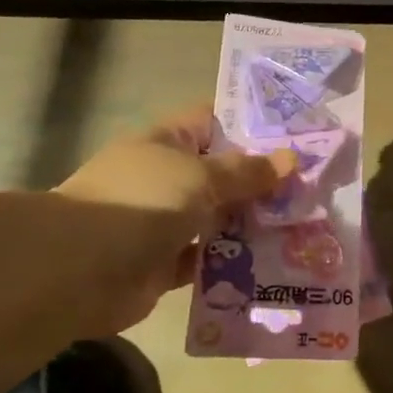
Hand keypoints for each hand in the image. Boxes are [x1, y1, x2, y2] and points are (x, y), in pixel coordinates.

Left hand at [54, 105, 292, 335]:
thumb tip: (290, 158)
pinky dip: (234, 261)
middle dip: (263, 179)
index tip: (296, 131)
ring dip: (253, 222)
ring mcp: (165, 221)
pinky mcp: (165, 265)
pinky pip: (209, 259)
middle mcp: (168, 177)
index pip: (215, 120)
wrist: (77, 271)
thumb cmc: (142, 202)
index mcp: (169, 142)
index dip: (252, 123)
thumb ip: (245, 172)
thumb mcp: (200, 176)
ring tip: (305, 223)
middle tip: (315, 183)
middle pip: (223, 172)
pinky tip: (274, 261)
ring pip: (219, 217)